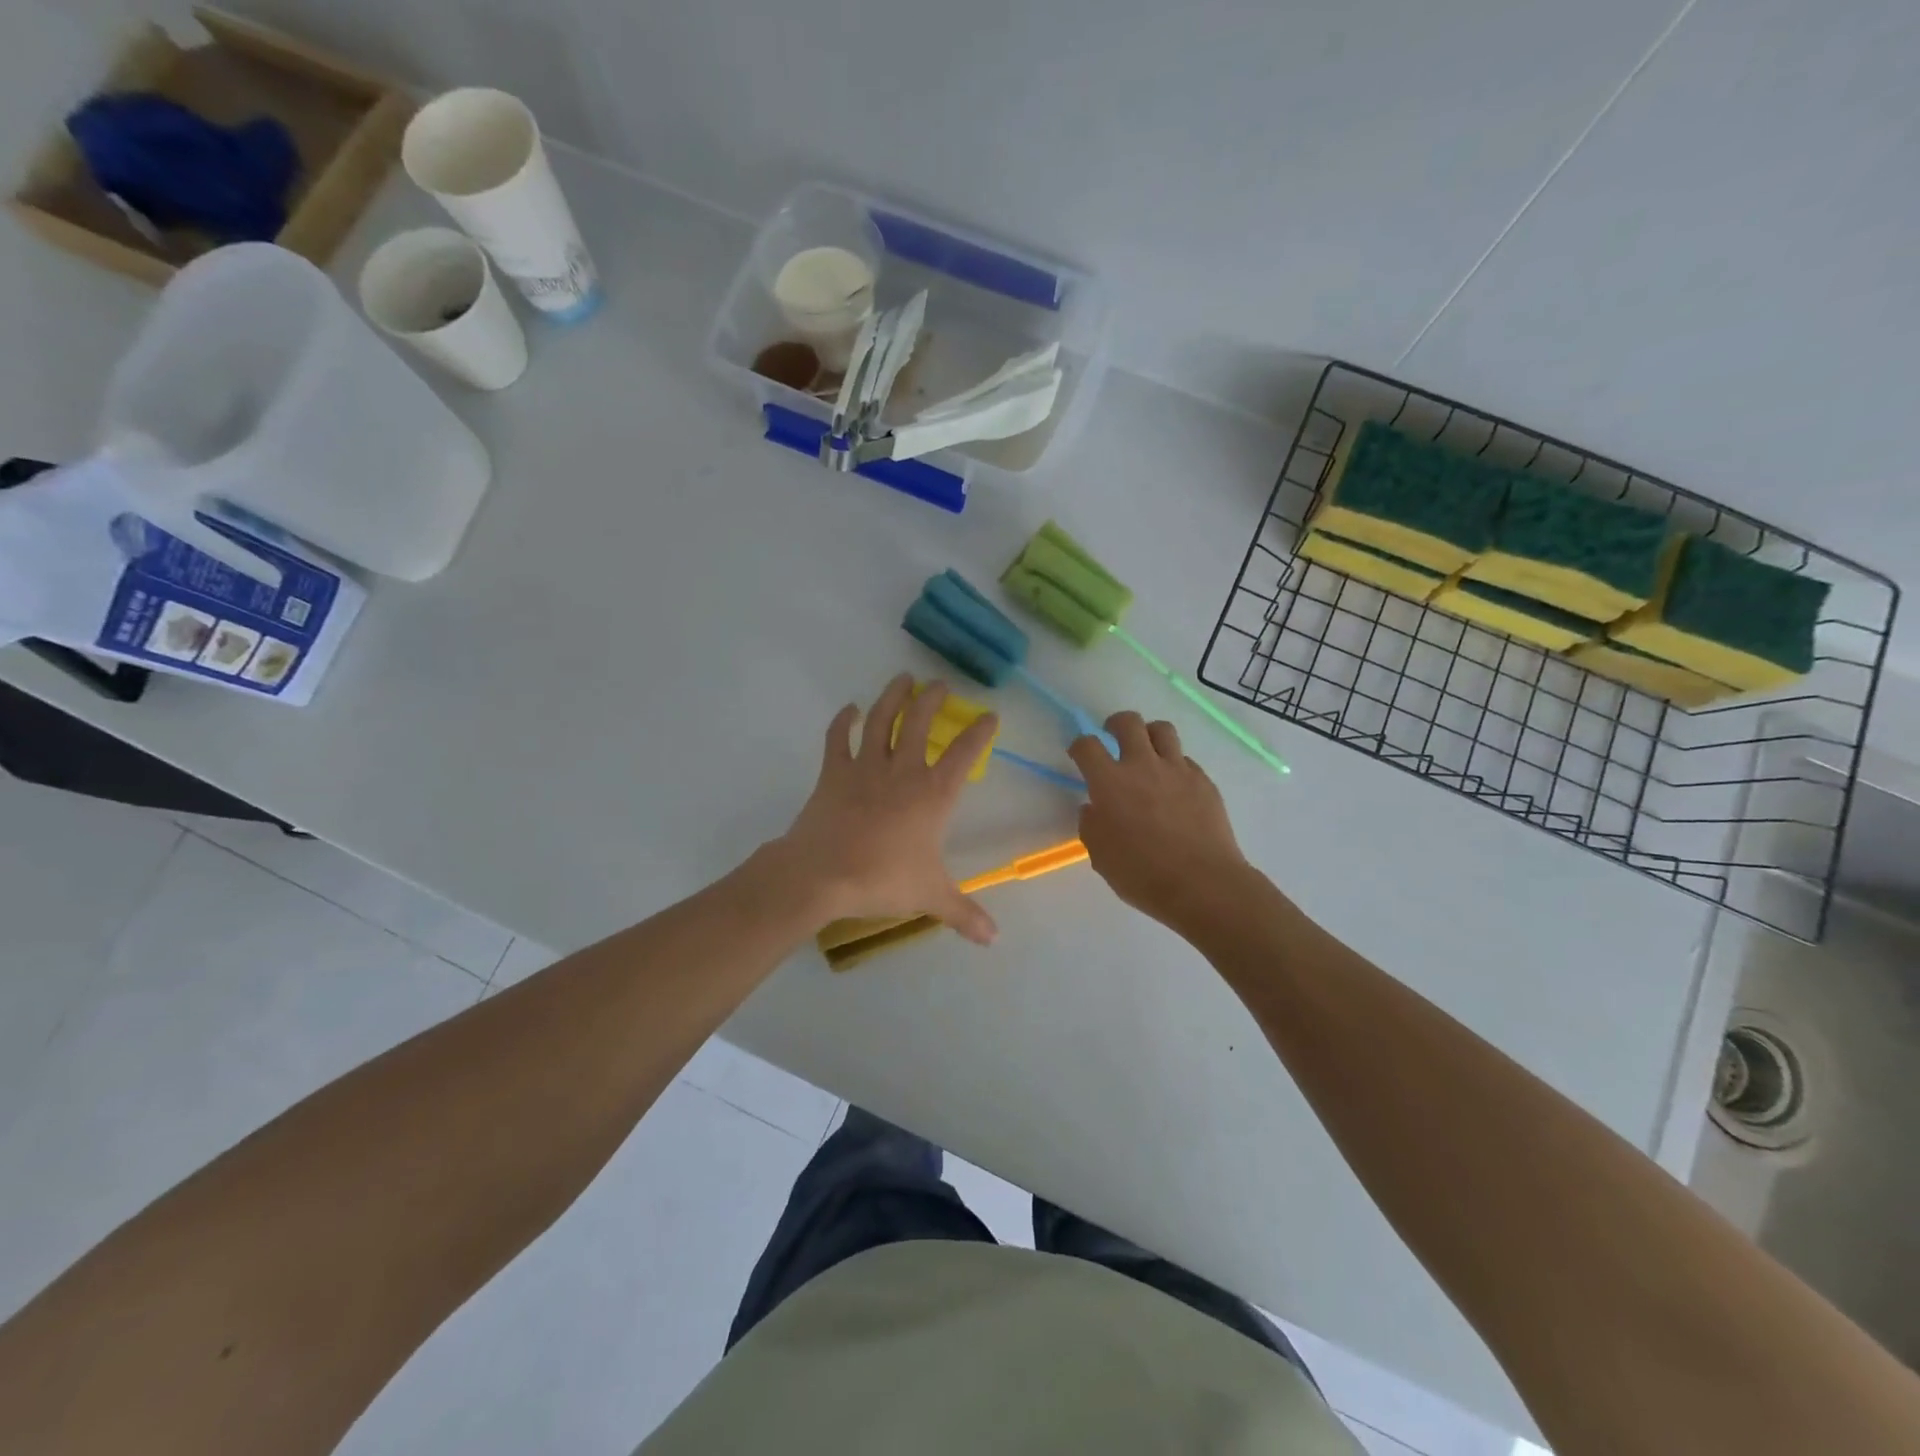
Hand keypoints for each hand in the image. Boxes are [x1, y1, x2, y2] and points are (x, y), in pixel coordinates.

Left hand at [773, 674, 999, 943]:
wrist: (821, 875)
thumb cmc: (882, 880)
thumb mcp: (930, 897)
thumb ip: (964, 913)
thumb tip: (994, 939)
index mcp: (933, 794)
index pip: (964, 753)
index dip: (979, 732)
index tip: (990, 715)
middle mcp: (903, 771)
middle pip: (920, 722)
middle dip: (932, 700)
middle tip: (940, 685)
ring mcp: (865, 767)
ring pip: (882, 720)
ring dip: (893, 696)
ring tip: (903, 678)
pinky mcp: (833, 772)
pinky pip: (838, 739)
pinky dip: (843, 721)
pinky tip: (849, 709)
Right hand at [1069, 711, 1250, 930]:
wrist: (1203, 884)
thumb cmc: (1142, 874)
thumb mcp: (1100, 855)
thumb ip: (1092, 825)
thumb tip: (1095, 809)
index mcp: (1110, 782)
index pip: (1087, 746)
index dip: (1079, 746)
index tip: (1079, 755)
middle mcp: (1143, 765)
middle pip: (1128, 722)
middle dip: (1115, 724)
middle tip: (1113, 737)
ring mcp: (1177, 770)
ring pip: (1162, 730)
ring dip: (1149, 735)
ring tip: (1147, 751)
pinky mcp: (1204, 781)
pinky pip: (1185, 760)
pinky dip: (1174, 765)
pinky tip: (1173, 787)